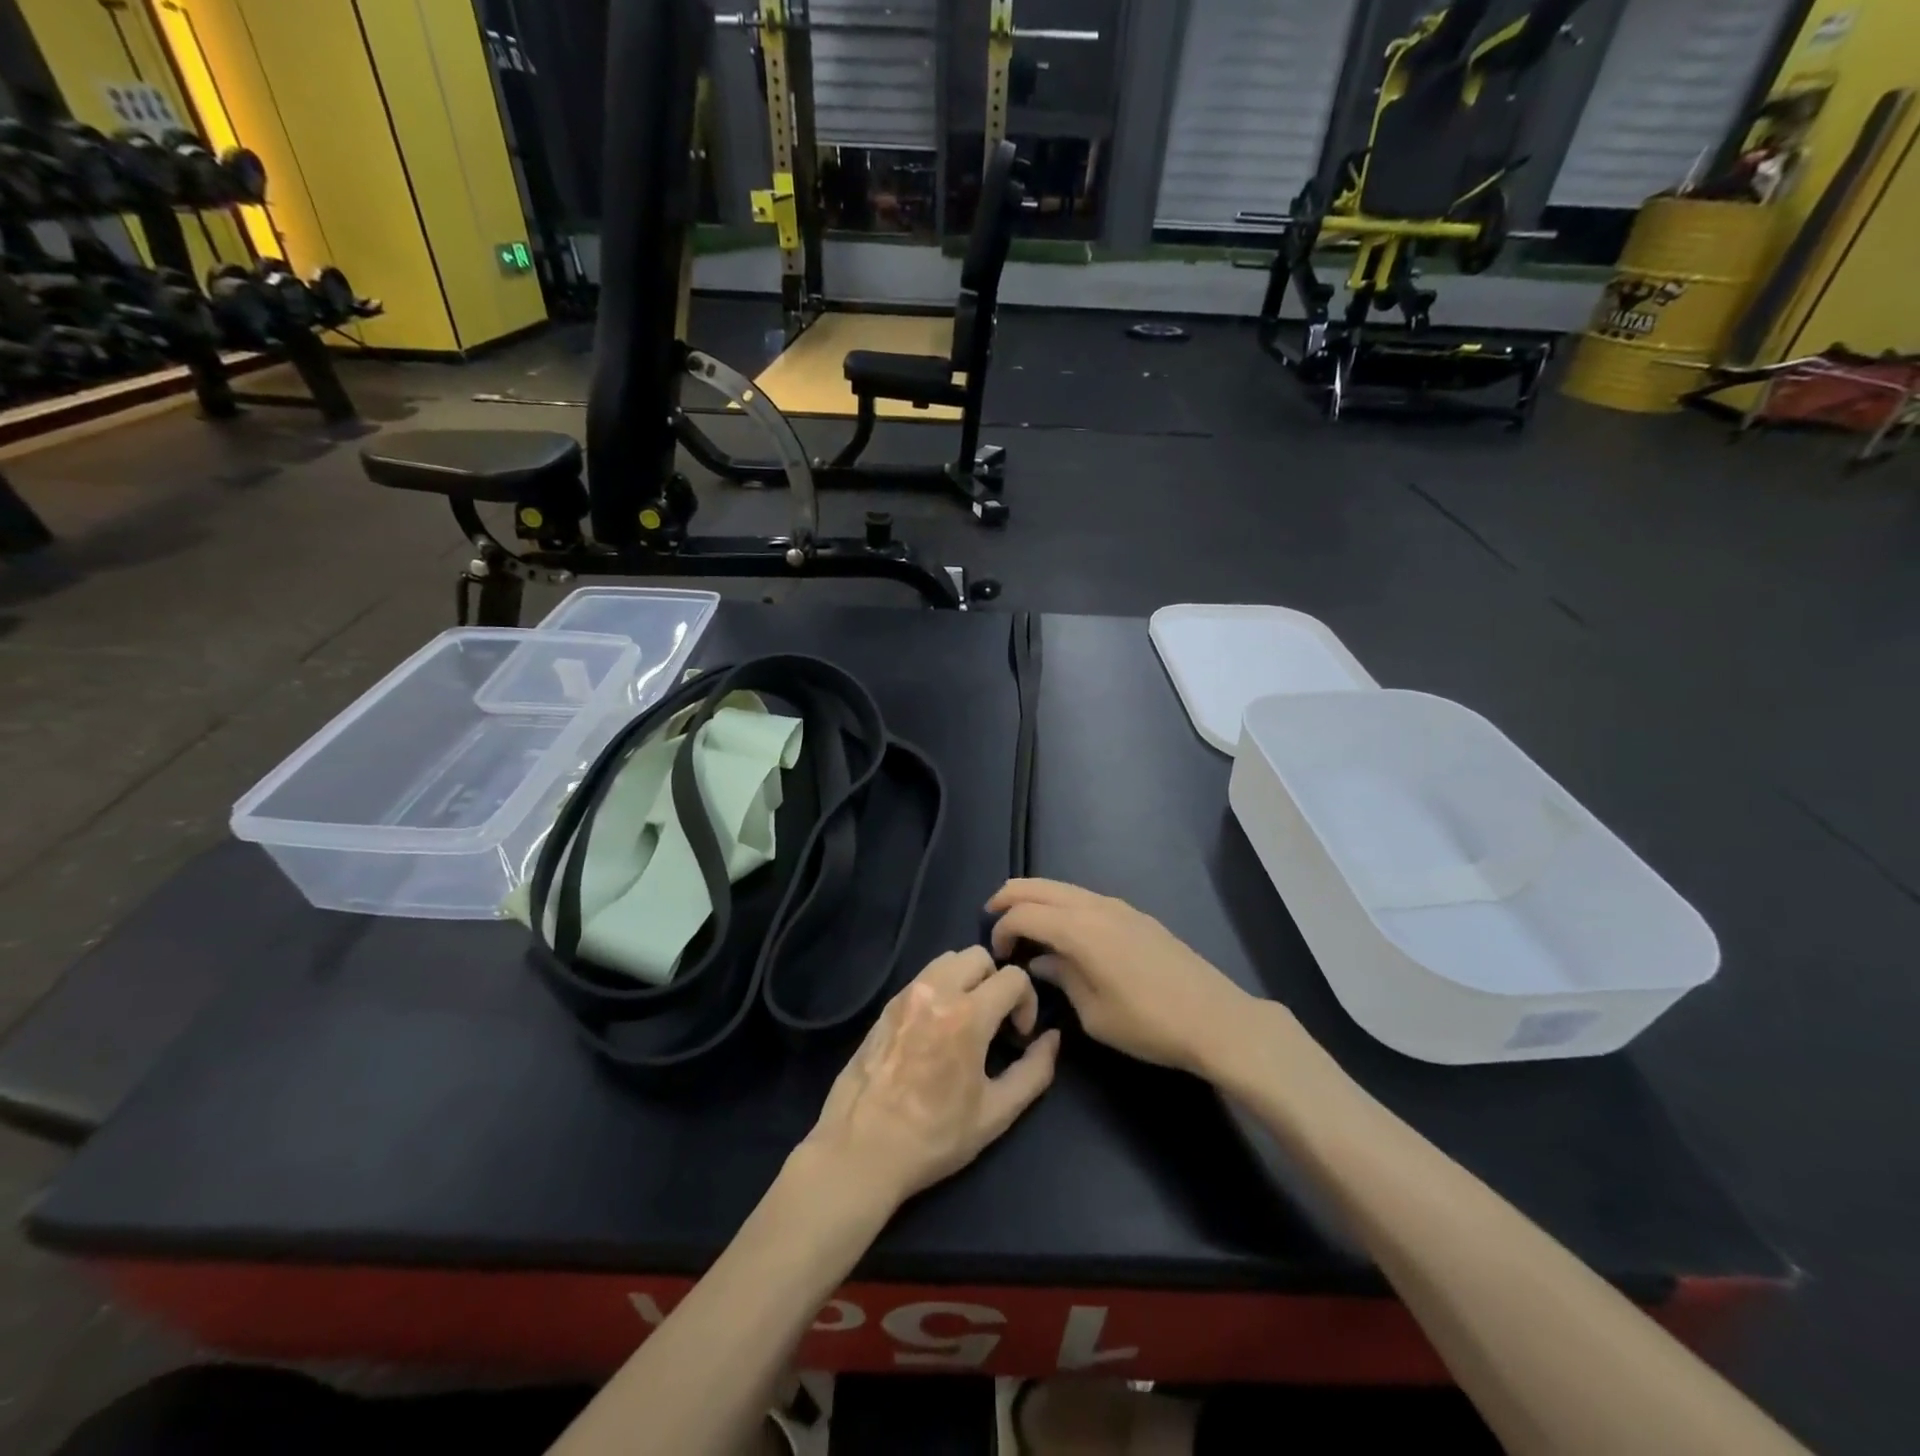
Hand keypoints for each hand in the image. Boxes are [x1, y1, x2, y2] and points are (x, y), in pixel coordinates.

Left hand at [800, 947, 1061, 1214]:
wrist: (861, 1150)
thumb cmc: (934, 1137)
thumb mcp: (996, 1113)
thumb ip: (1034, 1071)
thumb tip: (1052, 1038)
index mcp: (967, 1015)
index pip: (1013, 977)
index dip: (1027, 1002)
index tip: (1019, 1036)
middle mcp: (936, 991)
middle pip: (979, 956)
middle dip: (997, 983)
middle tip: (996, 1023)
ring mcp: (906, 994)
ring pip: (948, 959)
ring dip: (968, 979)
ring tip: (967, 1020)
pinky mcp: (886, 1005)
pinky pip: (923, 977)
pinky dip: (941, 988)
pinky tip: (937, 1029)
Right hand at [987, 879, 1253, 1074]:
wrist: (1215, 1019)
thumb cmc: (1148, 1024)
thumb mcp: (1093, 1013)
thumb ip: (1062, 978)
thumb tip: (1042, 962)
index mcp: (1079, 929)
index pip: (1023, 913)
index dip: (1002, 929)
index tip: (997, 956)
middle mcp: (1095, 906)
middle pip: (1039, 886)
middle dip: (1010, 897)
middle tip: (992, 918)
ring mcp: (1118, 906)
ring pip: (1063, 887)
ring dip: (1037, 898)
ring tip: (1024, 924)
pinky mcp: (1136, 915)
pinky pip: (1085, 898)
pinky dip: (1062, 904)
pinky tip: (1064, 931)